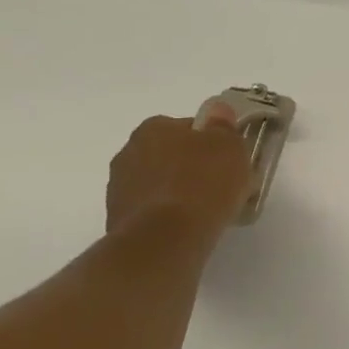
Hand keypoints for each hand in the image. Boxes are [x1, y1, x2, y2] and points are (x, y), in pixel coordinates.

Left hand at [105, 106, 252, 237]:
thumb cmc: (204, 182)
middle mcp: (129, 151)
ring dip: (179, 190)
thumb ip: (223, 125)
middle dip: (192, 165)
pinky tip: (190, 226)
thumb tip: (217, 111)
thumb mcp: (230, 145)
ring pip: (160, 182)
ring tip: (208, 209)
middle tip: (221, 184)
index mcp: (154, 128)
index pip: (188, 127)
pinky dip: (169, 214)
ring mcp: (119, 187)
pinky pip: (153, 209)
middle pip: (171, 154)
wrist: (167, 237)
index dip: (212, 142)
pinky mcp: (118, 219)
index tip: (229, 159)